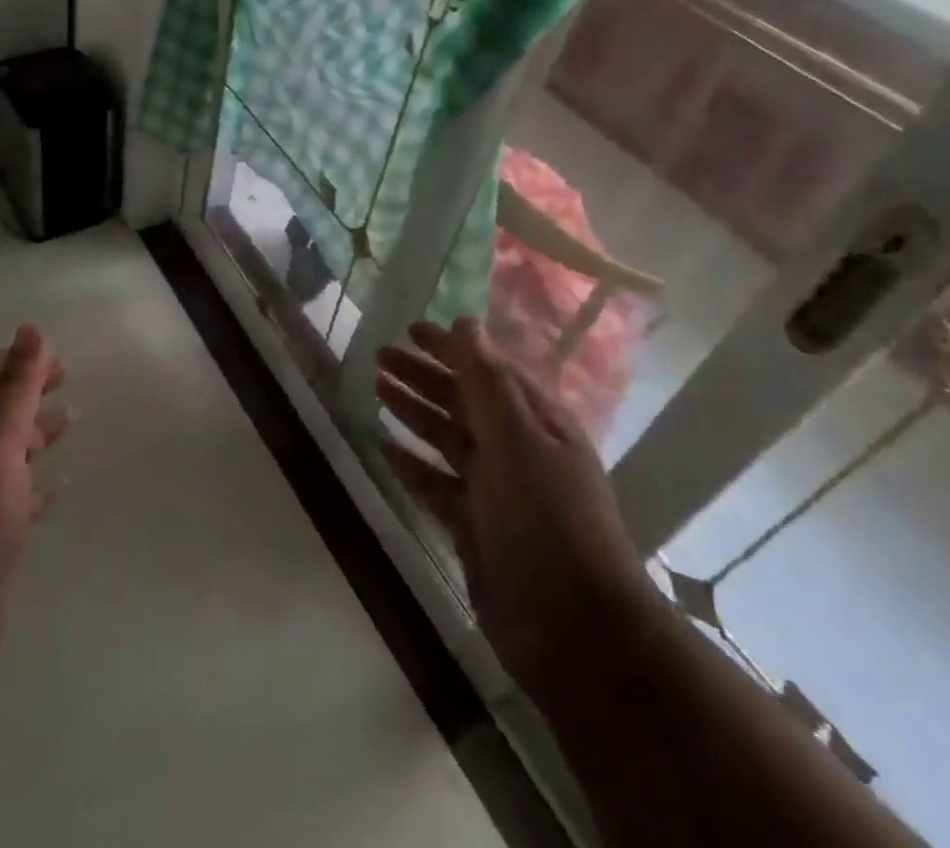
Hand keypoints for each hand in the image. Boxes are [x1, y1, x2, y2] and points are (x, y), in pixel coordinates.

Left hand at [0, 324, 70, 665]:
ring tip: (72, 422)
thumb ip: (16, 388)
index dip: (10, 360)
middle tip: (68, 383)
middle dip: (26, 391)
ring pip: (2, 452)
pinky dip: (36, 482)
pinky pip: (11, 495)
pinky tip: (62, 485)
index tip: (53, 360)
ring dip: (33, 432)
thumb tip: (30, 329)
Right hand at [377, 317, 656, 688]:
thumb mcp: (518, 438)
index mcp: (536, 421)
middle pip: (462, 399)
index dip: (451, 346)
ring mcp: (494, 487)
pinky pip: (434, 482)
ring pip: (445, 436)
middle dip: (423, 374)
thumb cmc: (548, 518)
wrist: (573, 628)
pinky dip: (410, 462)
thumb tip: (466, 322)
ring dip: (413, 410)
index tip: (411, 329)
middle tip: (380, 355)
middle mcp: (515, 447)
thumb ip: (488, 379)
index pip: (488, 368)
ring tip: (376, 387)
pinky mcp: (473, 523)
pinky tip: (383, 446)